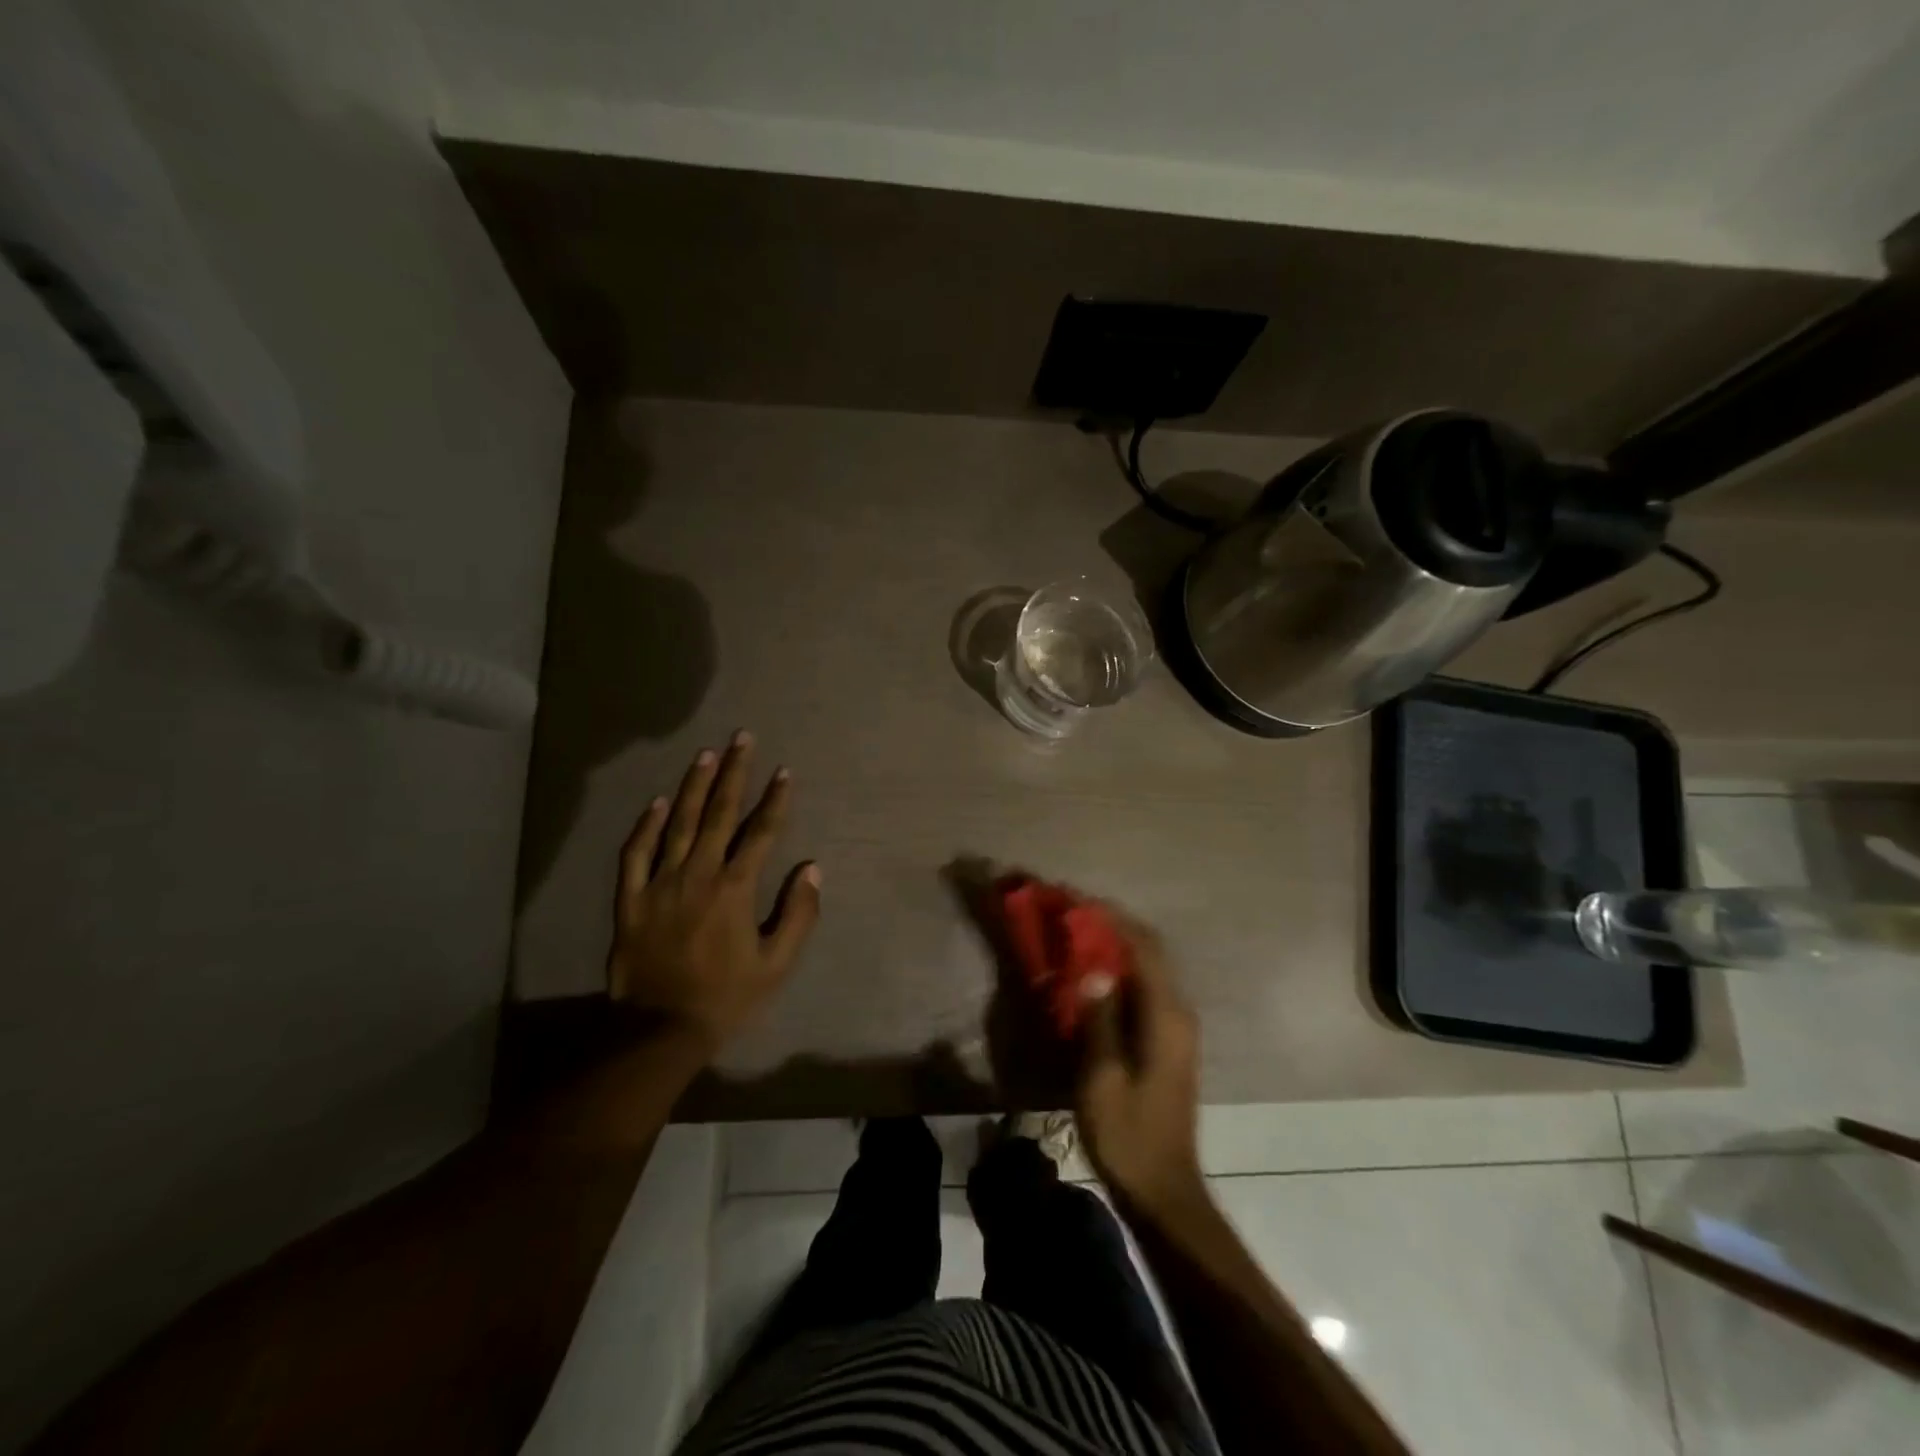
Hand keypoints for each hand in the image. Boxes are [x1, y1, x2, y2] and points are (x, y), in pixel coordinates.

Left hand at [607, 732, 821, 1050]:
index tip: (785, 771)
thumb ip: (798, 914)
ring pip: (677, 823)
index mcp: (735, 888)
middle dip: (733, 773)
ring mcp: (659, 883)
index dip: (775, 799)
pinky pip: (635, 854)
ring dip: (692, 786)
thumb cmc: (726, 997)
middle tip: (741, 738)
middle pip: (718, 813)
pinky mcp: (630, 899)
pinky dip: (646, 826)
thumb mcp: (776, 964)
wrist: (659, 1030)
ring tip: (705, 754)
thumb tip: (812, 869)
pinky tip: (657, 802)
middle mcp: (698, 874)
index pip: (761, 832)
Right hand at [1076, 909, 1205, 1218]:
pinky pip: (1144, 986)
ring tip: (1075, 931)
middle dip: (1111, 923)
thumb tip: (1092, 969)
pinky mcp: (1167, 1039)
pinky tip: (1090, 971)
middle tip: (1070, 910)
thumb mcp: (1102, 1079)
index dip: (1108, 918)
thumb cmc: (1129, 1135)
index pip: (1142, 946)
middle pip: (1148, 949)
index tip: (1073, 899)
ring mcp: (1176, 1026)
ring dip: (1114, 943)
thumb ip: (1099, 1020)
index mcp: (1166, 1016)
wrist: (1163, 1188)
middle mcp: (1178, 1011)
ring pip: (1147, 966)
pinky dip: (1118, 968)